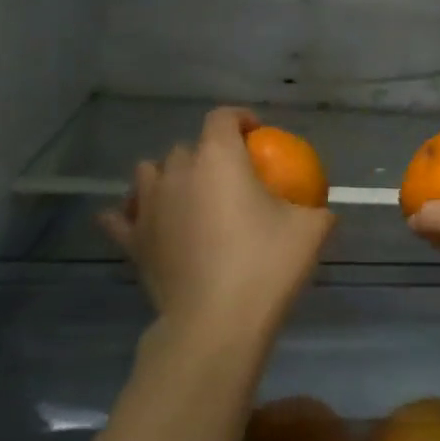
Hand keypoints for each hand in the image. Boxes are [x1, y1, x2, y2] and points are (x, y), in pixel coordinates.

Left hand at [99, 108, 335, 345]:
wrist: (216, 323)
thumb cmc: (266, 265)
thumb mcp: (312, 231)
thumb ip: (316, 209)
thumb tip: (318, 208)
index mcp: (219, 158)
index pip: (222, 117)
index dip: (240, 119)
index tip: (257, 136)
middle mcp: (177, 172)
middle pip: (187, 147)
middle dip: (208, 154)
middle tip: (232, 179)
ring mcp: (148, 206)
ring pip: (148, 174)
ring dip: (167, 177)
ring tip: (188, 196)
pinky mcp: (133, 241)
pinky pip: (122, 217)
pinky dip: (132, 214)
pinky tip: (147, 223)